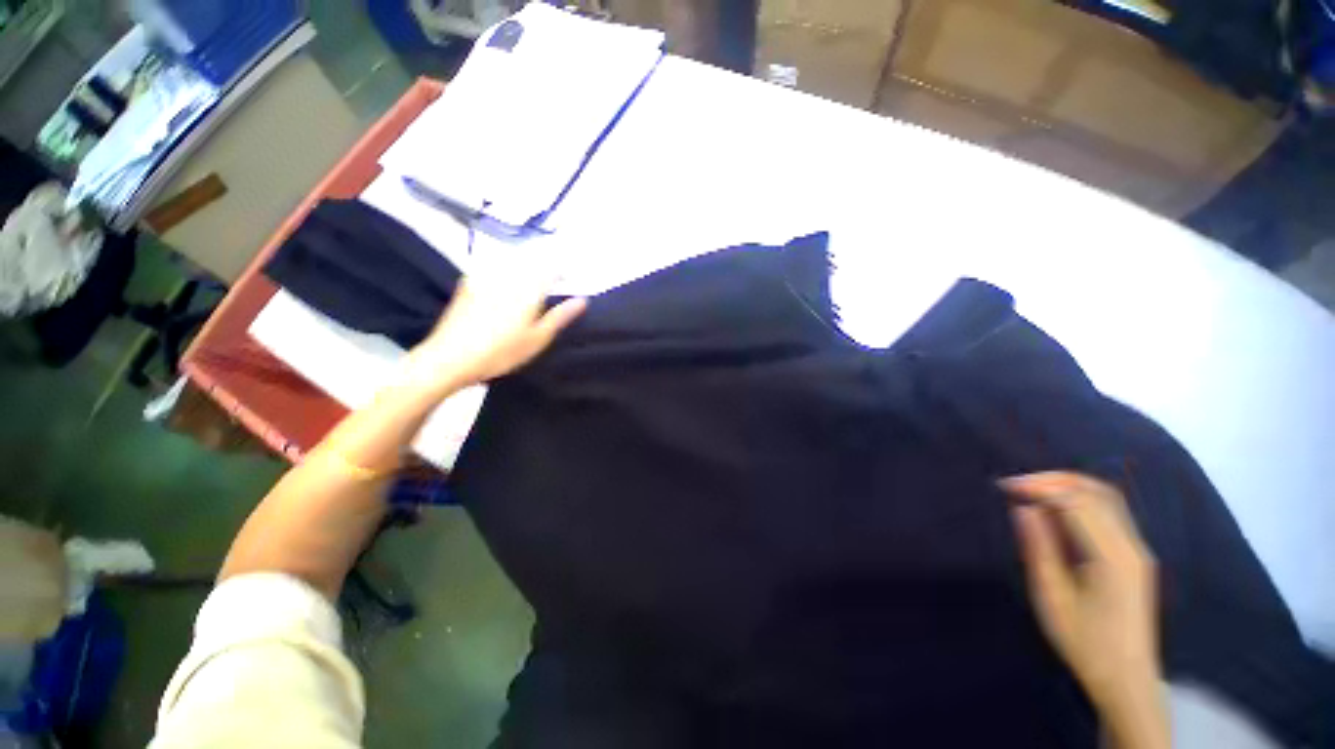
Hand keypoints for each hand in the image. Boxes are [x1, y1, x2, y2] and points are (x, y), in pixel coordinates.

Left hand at [400, 270, 585, 398]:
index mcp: (527, 290)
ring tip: (533, 276)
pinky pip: (493, 267)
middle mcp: (507, 277)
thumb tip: (583, 300)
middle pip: (531, 261)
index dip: (564, 270)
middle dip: (545, 265)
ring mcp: (485, 278)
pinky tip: (505, 280)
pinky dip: (505, 269)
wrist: (449, 358)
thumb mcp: (537, 339)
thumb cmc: (501, 352)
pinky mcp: (468, 284)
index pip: (552, 269)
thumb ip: (560, 316)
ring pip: (512, 262)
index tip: (571, 278)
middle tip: (554, 277)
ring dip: (526, 264)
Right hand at [1000, 472, 1167, 747]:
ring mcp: (1137, 549)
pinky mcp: (1135, 555)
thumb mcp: (1052, 597)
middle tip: (1016, 484)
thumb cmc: (1084, 642)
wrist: (1126, 678)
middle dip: (1053, 480)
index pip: (1077, 502)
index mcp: (1112, 557)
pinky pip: (1111, 513)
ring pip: (1107, 498)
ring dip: (1068, 486)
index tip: (1005, 487)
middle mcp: (1132, 545)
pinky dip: (1080, 500)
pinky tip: (1056, 510)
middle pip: (1097, 492)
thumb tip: (1022, 508)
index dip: (1040, 487)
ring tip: (1032, 492)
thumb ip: (1039, 548)